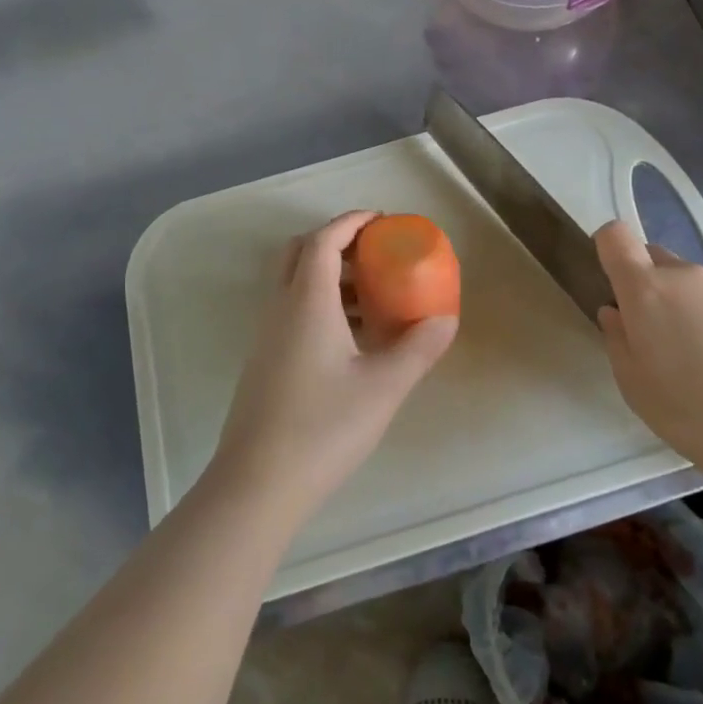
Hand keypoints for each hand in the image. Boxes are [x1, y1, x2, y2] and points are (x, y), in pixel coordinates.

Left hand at [211, 211, 457, 524]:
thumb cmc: (323, 427)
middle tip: (373, 252)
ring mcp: (267, 335)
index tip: (381, 219)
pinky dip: (320, 304)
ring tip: (373, 295)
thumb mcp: (382, 387)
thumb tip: (446, 320)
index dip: (351, 222)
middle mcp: (280, 308)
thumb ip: (417, 349)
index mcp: (306, 301)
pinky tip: (352, 338)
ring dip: (329, 275)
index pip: (323, 240)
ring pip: (294, 283)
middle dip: (336, 241)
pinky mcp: (264, 361)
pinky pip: (292, 310)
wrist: (256, 484)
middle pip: (300, 252)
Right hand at [593, 220, 702, 478]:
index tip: (609, 285)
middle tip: (652, 336)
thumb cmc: (697, 410)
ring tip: (697, 362)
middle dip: (644, 285)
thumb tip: (615, 313)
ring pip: (688, 284)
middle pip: (652, 258)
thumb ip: (617, 341)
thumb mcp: (636, 387)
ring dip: (681, 308)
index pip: (615, 236)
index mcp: (646, 289)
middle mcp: (685, 276)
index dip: (607, 251)